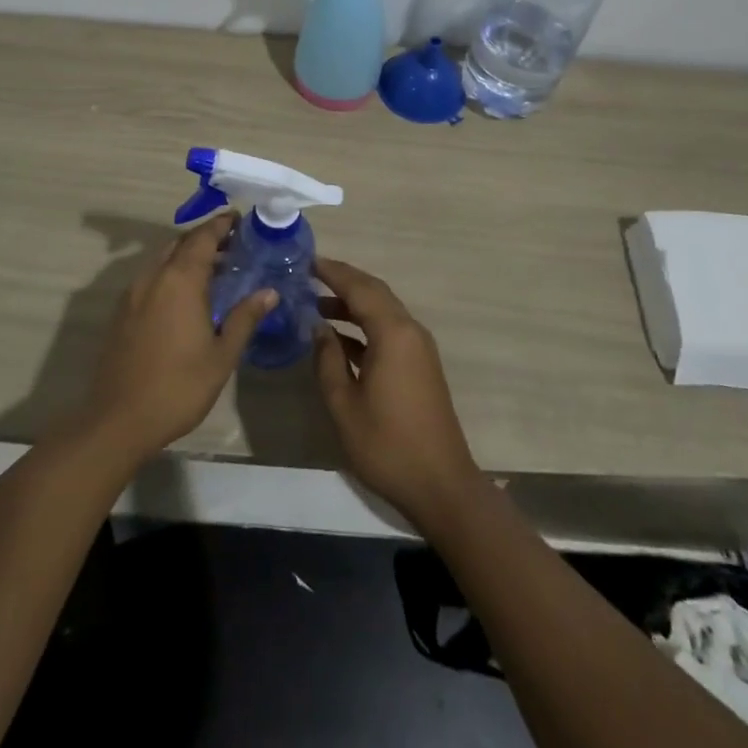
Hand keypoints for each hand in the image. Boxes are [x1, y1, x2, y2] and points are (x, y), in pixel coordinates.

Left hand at [78, 214, 275, 464]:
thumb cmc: (178, 386)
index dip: (221, 225)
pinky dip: (170, 273)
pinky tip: (184, 296)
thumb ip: (244, 318)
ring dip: (186, 255)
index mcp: (180, 280)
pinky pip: (151, 277)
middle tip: (232, 244)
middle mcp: (154, 276)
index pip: (203, 237)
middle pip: (181, 243)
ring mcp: (133, 293)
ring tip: (213, 269)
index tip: (239, 218)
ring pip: (163, 259)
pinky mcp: (121, 311)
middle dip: (205, 238)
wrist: (119, 419)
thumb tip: (269, 292)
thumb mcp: (221, 355)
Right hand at [313, 256, 481, 527]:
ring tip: (317, 305)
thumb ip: (327, 360)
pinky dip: (364, 325)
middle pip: (374, 292)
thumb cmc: (387, 445)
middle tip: (310, 275)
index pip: (359, 288)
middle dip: (343, 281)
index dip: (332, 272)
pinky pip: (389, 330)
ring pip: (383, 310)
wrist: (441, 486)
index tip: (307, 261)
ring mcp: (418, 348)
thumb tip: (319, 328)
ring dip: (353, 304)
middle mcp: (410, 331)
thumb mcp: (344, 404)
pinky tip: (339, 338)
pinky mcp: (420, 366)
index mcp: (393, 333)